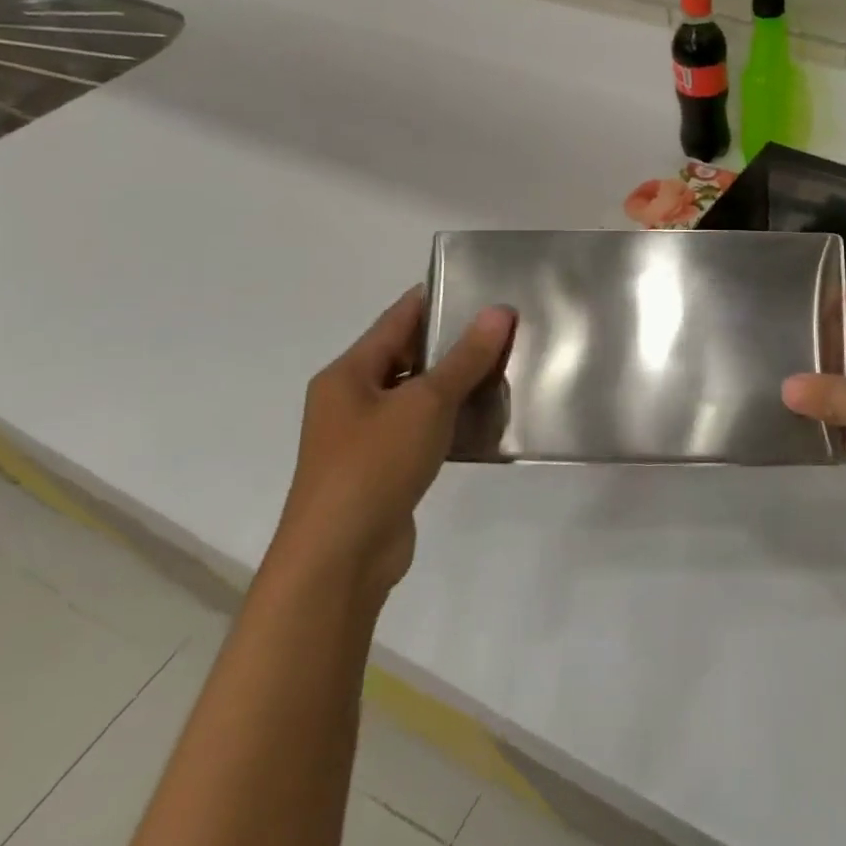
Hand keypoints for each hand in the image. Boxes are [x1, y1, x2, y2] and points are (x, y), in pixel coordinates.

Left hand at [272, 287, 513, 600]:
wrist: (340, 558)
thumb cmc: (374, 466)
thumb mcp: (426, 403)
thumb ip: (465, 358)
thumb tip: (499, 311)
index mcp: (349, 373)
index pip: (397, 319)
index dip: (437, 300)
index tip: (481, 286)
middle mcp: (351, 399)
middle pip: (407, 356)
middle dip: (453, 342)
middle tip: (506, 329)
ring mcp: (365, 436)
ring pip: (417, 394)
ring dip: (455, 383)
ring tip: (506, 368)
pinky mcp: (383, 467)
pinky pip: (421, 428)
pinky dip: (450, 419)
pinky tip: (486, 418)